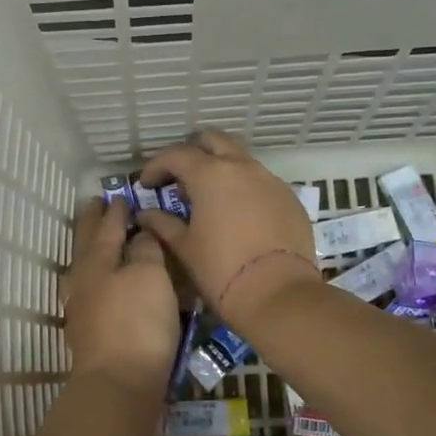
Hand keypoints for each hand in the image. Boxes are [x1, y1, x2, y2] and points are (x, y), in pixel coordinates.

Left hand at [60, 198, 181, 394]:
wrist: (119, 384)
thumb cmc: (137, 322)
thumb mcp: (149, 276)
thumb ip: (145, 249)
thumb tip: (138, 233)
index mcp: (97, 261)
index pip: (107, 227)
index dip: (115, 211)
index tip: (118, 196)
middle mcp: (83, 282)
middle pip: (86, 245)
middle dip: (91, 224)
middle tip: (94, 206)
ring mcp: (81, 310)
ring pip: (82, 270)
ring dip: (88, 251)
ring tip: (94, 243)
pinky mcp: (88, 335)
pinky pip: (89, 294)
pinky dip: (95, 280)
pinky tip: (101, 288)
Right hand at [133, 130, 319, 338]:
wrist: (278, 294)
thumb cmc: (221, 270)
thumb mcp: (184, 248)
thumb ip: (163, 224)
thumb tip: (147, 214)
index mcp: (210, 175)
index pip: (176, 155)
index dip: (156, 166)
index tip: (146, 184)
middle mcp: (242, 167)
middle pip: (214, 141)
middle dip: (193, 152)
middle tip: (179, 177)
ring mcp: (270, 181)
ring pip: (241, 159)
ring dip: (221, 168)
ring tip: (209, 196)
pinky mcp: (290, 199)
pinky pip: (261, 182)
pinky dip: (244, 188)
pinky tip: (238, 214)